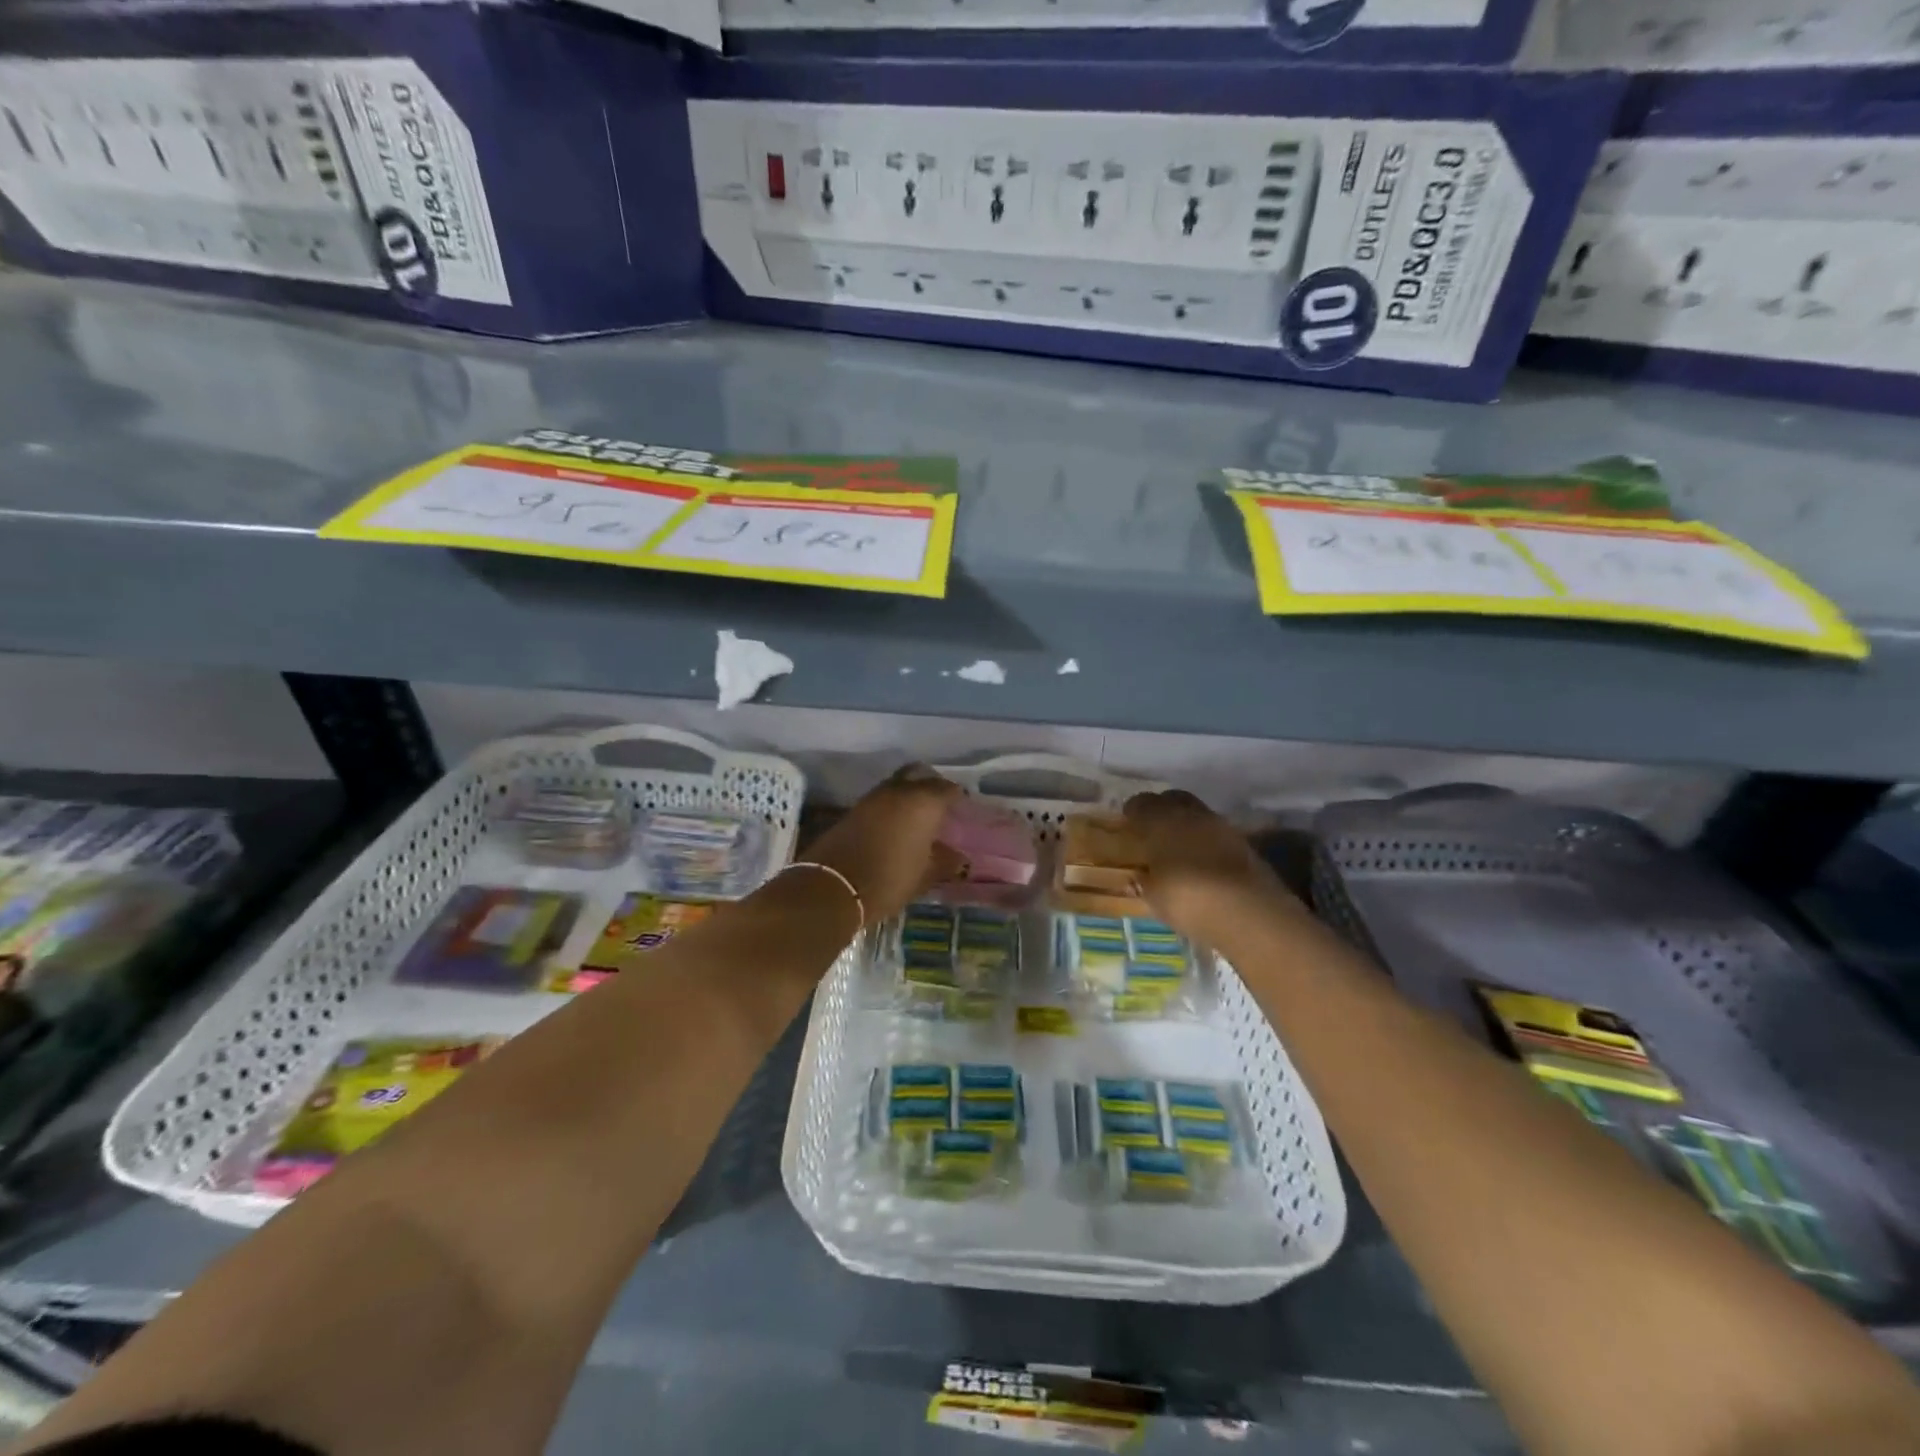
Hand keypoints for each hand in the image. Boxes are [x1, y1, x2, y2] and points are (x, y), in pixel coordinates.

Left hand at [803, 765, 963, 923]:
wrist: (833, 887)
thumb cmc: (889, 879)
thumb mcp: (924, 876)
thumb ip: (945, 862)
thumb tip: (960, 858)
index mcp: (923, 801)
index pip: (948, 788)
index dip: (958, 798)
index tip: (964, 810)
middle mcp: (898, 791)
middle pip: (919, 775)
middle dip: (931, 785)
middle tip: (941, 805)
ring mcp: (872, 798)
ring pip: (897, 785)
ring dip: (908, 796)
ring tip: (919, 818)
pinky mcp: (853, 810)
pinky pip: (880, 800)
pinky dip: (891, 807)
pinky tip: (896, 827)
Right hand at [1122, 790, 1284, 938]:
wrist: (1249, 912)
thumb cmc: (1187, 898)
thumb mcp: (1154, 896)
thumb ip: (1145, 880)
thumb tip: (1141, 874)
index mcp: (1161, 821)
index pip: (1142, 804)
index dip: (1133, 811)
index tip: (1128, 822)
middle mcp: (1191, 815)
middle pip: (1173, 799)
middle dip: (1162, 808)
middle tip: (1153, 827)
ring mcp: (1222, 827)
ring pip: (1198, 814)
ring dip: (1187, 824)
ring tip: (1178, 846)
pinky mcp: (1245, 844)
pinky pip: (1217, 834)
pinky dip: (1206, 842)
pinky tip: (1202, 860)